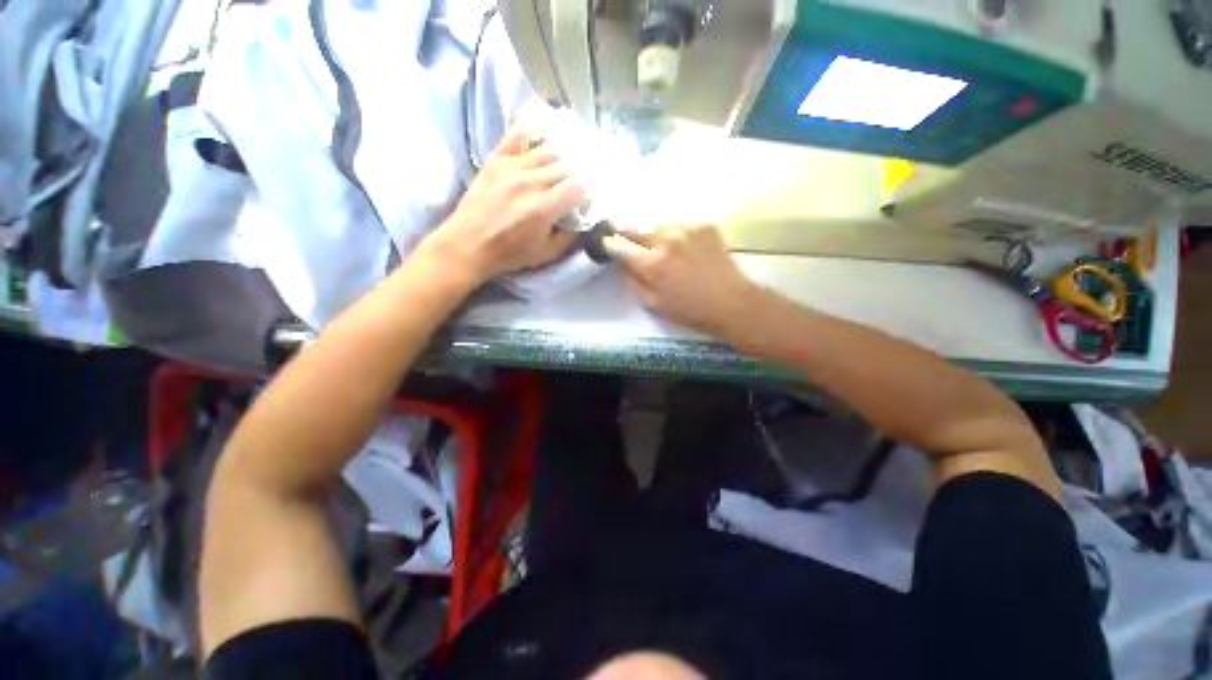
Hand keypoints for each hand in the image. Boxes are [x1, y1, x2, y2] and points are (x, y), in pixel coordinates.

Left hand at [423, 123, 585, 281]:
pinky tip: (542, 135)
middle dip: (577, 174)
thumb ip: (569, 238)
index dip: (586, 191)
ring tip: (564, 163)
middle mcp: (532, 182)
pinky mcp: (497, 159)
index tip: (585, 197)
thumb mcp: (546, 255)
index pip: (578, 187)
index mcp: (545, 208)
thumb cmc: (509, 254)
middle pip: (567, 166)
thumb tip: (584, 222)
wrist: (468, 245)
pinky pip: (519, 134)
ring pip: (549, 149)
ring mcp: (513, 166)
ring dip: (562, 156)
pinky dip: (534, 132)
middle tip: (577, 181)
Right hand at [603, 224, 761, 336]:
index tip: (607, 244)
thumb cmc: (690, 310)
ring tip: (652, 242)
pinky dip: (672, 233)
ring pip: (655, 223)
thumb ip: (633, 281)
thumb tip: (623, 264)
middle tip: (623, 237)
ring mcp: (687, 228)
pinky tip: (679, 245)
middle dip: (625, 232)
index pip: (618, 245)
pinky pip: (678, 224)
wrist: (732, 302)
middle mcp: (666, 240)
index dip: (609, 244)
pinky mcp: (704, 225)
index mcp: (652, 263)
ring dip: (649, 232)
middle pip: (634, 227)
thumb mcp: (653, 304)